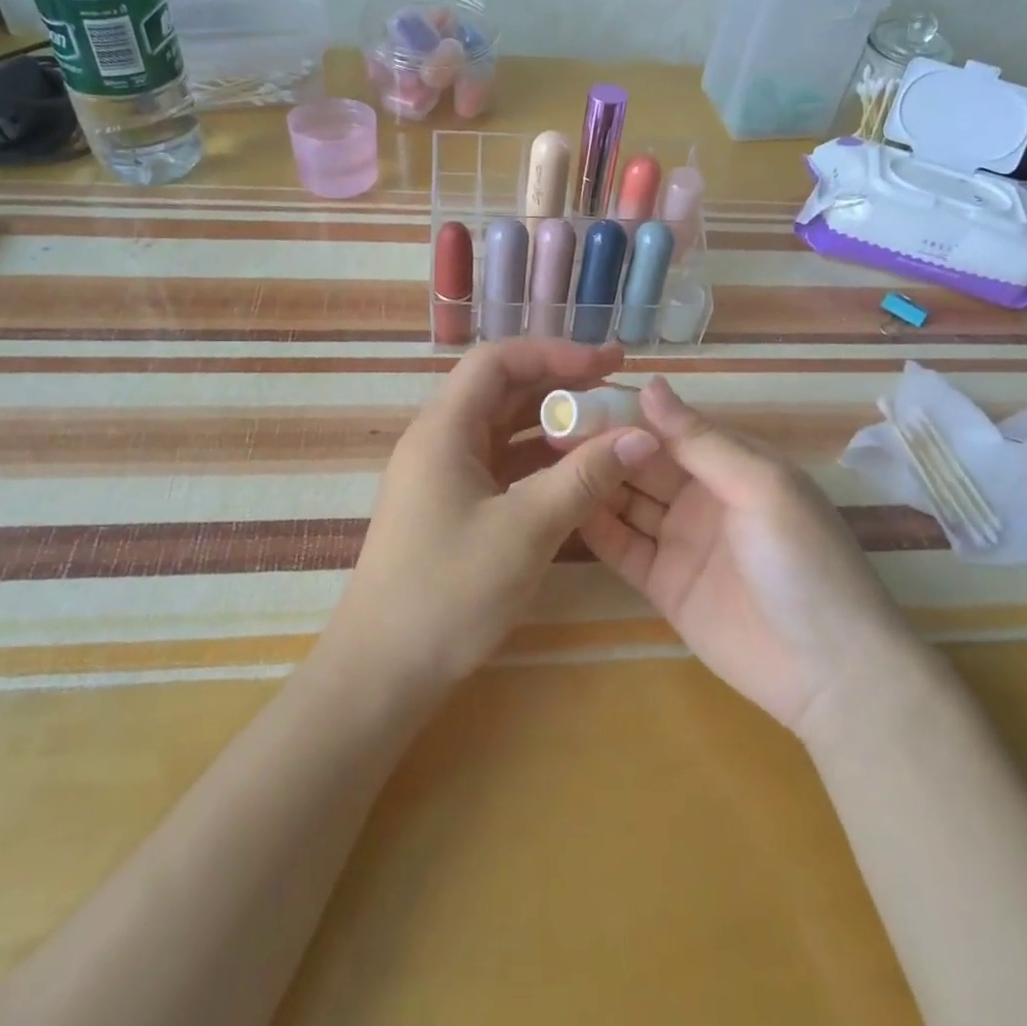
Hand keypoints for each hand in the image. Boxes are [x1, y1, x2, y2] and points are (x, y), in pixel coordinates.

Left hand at [327, 339, 660, 688]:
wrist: (383, 671)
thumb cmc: (449, 592)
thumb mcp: (526, 530)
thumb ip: (584, 477)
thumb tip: (643, 436)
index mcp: (444, 429)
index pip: (498, 361)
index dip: (554, 354)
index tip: (607, 364)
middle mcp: (439, 441)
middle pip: (502, 391)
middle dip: (560, 385)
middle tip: (618, 388)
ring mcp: (443, 475)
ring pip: (503, 429)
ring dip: (552, 424)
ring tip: (606, 427)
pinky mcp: (451, 506)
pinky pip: (500, 466)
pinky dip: (538, 461)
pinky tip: (575, 472)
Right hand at [577, 377, 912, 732]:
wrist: (829, 671)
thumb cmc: (803, 562)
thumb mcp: (761, 487)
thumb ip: (700, 441)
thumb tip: (650, 385)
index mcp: (732, 465)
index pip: (670, 428)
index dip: (627, 412)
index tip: (576, 396)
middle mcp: (703, 496)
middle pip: (642, 463)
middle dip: (601, 444)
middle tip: (544, 427)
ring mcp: (681, 541)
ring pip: (626, 501)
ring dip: (592, 481)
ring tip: (541, 461)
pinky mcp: (663, 584)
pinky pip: (622, 547)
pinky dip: (594, 527)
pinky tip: (559, 507)